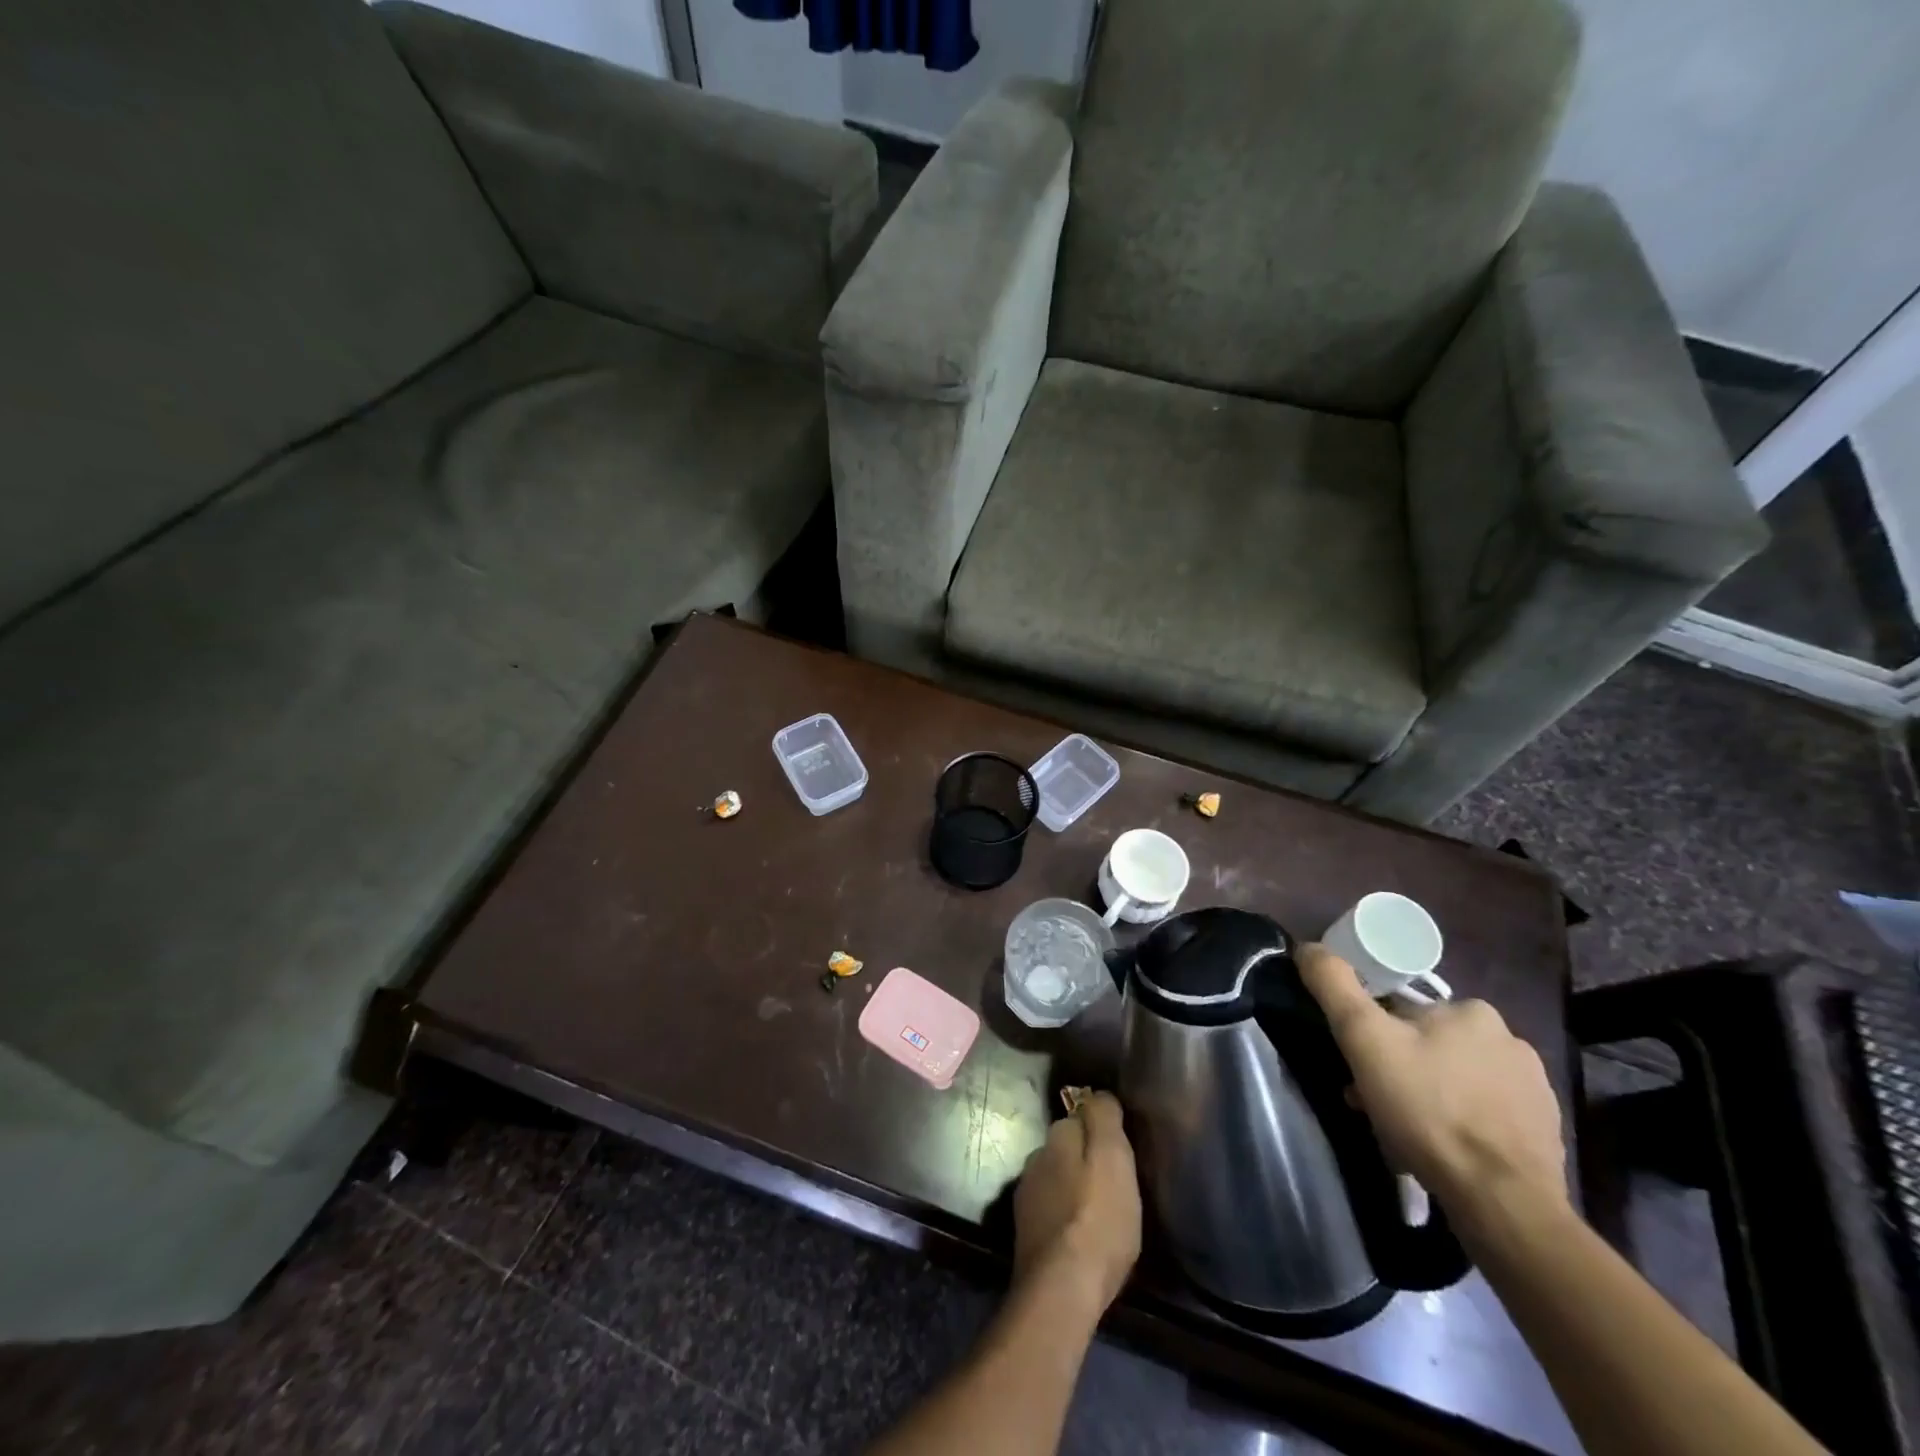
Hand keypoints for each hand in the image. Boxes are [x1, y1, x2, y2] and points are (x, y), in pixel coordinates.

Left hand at [1012, 1092, 1141, 1313]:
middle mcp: (1036, 1158)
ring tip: (1099, 1211)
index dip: (1101, 1130)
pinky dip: (1064, 1216)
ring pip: (1056, 1179)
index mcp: (1057, 1137)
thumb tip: (1098, 1096)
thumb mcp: (1114, 1158)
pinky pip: (1051, 1211)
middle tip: (1113, 1183)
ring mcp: (1027, 1197)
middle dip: (1085, 1159)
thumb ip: (1104, 1119)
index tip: (1119, 1149)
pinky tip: (1080, 1235)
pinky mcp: (1026, 1233)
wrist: (1062, 1287)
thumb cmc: (1098, 1218)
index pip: (1079, 1117)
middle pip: (1065, 1149)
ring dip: (1073, 1188)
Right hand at [1297, 944, 1567, 1237]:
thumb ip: (1334, 986)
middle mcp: (1510, 1039)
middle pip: (1430, 1045)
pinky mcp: (1545, 1132)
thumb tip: (1309, 947)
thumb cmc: (1428, 1110)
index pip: (1403, 1010)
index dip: (1374, 1035)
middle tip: (1374, 1102)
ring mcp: (1534, 1088)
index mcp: (1471, 1010)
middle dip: (1399, 1069)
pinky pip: (1487, 1113)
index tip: (1358, 1068)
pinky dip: (1461, 1123)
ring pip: (1457, 1079)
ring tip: (1405, 1133)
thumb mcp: (1364, 1039)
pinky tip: (1444, 1149)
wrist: (1502, 1201)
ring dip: (1428, 1096)